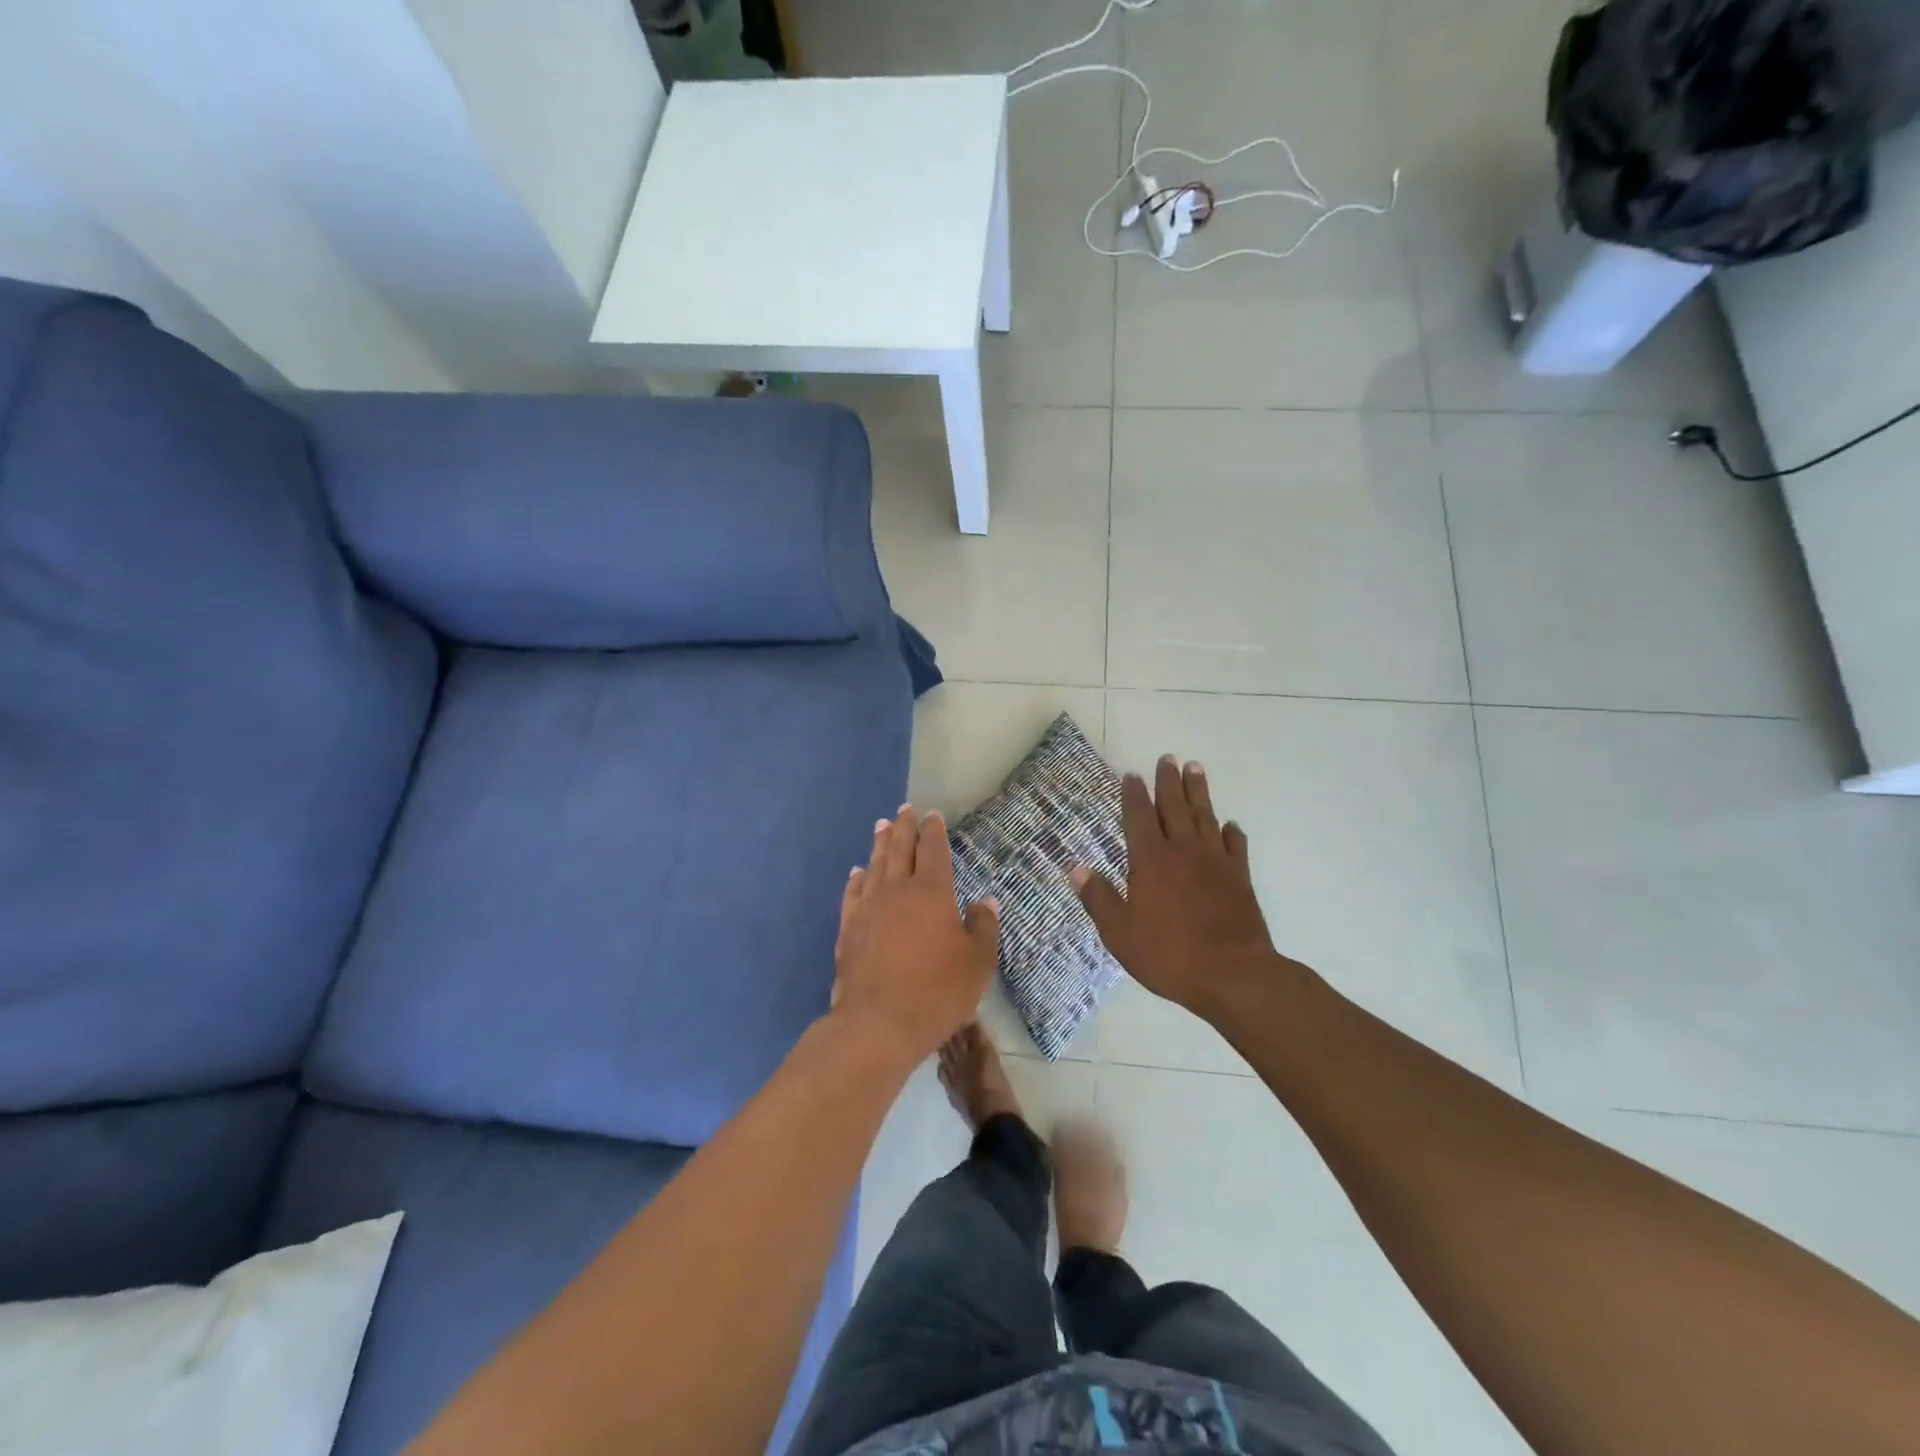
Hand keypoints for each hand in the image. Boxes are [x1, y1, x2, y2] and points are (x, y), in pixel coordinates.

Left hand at [832, 806, 1000, 1064]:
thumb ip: (983, 928)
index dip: (933, 831)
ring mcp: (868, 907)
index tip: (932, 815)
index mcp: (932, 892)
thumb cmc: (937, 991)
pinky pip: (853, 893)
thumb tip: (984, 902)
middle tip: (904, 809)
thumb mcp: (977, 963)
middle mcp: (897, 890)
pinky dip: (857, 878)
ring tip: (881, 826)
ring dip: (880, 844)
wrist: (878, 1023)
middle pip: (900, 849)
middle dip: (904, 827)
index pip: (933, 850)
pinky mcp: (848, 928)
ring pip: (875, 865)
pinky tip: (857, 872)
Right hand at [1072, 757, 1278, 1018]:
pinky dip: (1232, 832)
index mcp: (1150, 861)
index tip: (1131, 775)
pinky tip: (1230, 825)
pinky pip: (1236, 846)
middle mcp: (1183, 851)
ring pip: (1205, 817)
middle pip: (1174, 807)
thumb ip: (1099, 899)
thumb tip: (1077, 868)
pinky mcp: (1241, 878)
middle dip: (1168, 781)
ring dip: (1198, 792)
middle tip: (1167, 758)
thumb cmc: (1170, 955)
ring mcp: (1216, 862)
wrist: (1234, 975)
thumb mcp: (1120, 934)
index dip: (1133, 795)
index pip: (1138, 818)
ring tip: (1195, 769)